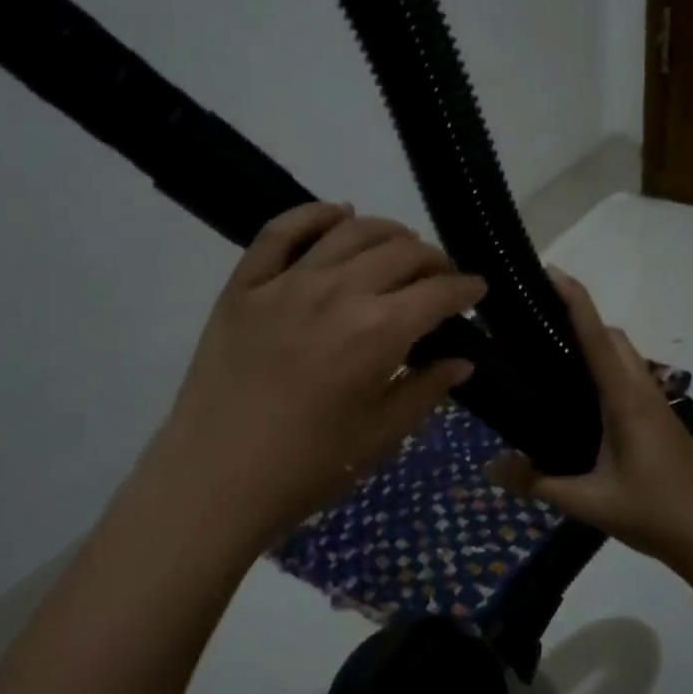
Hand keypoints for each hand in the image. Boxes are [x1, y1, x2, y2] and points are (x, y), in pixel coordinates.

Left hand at [144, 202, 485, 551]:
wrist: (215, 479)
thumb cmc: (308, 467)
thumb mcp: (380, 436)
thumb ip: (425, 390)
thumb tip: (461, 361)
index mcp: (378, 331)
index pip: (437, 292)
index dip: (465, 288)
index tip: (477, 290)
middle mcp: (338, 291)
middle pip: (399, 252)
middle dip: (432, 259)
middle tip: (439, 276)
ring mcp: (286, 283)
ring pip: (349, 231)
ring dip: (386, 232)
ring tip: (399, 245)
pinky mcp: (244, 285)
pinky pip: (281, 231)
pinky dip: (314, 214)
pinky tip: (337, 213)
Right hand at [487, 270, 692, 567]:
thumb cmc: (654, 513)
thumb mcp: (588, 502)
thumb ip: (537, 483)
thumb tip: (488, 469)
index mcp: (625, 399)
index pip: (596, 337)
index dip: (575, 300)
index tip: (550, 272)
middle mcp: (642, 390)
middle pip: (612, 336)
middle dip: (580, 317)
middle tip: (535, 324)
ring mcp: (655, 404)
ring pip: (624, 354)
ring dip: (594, 341)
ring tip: (550, 356)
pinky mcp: (659, 419)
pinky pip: (628, 375)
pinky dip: (604, 366)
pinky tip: (579, 398)